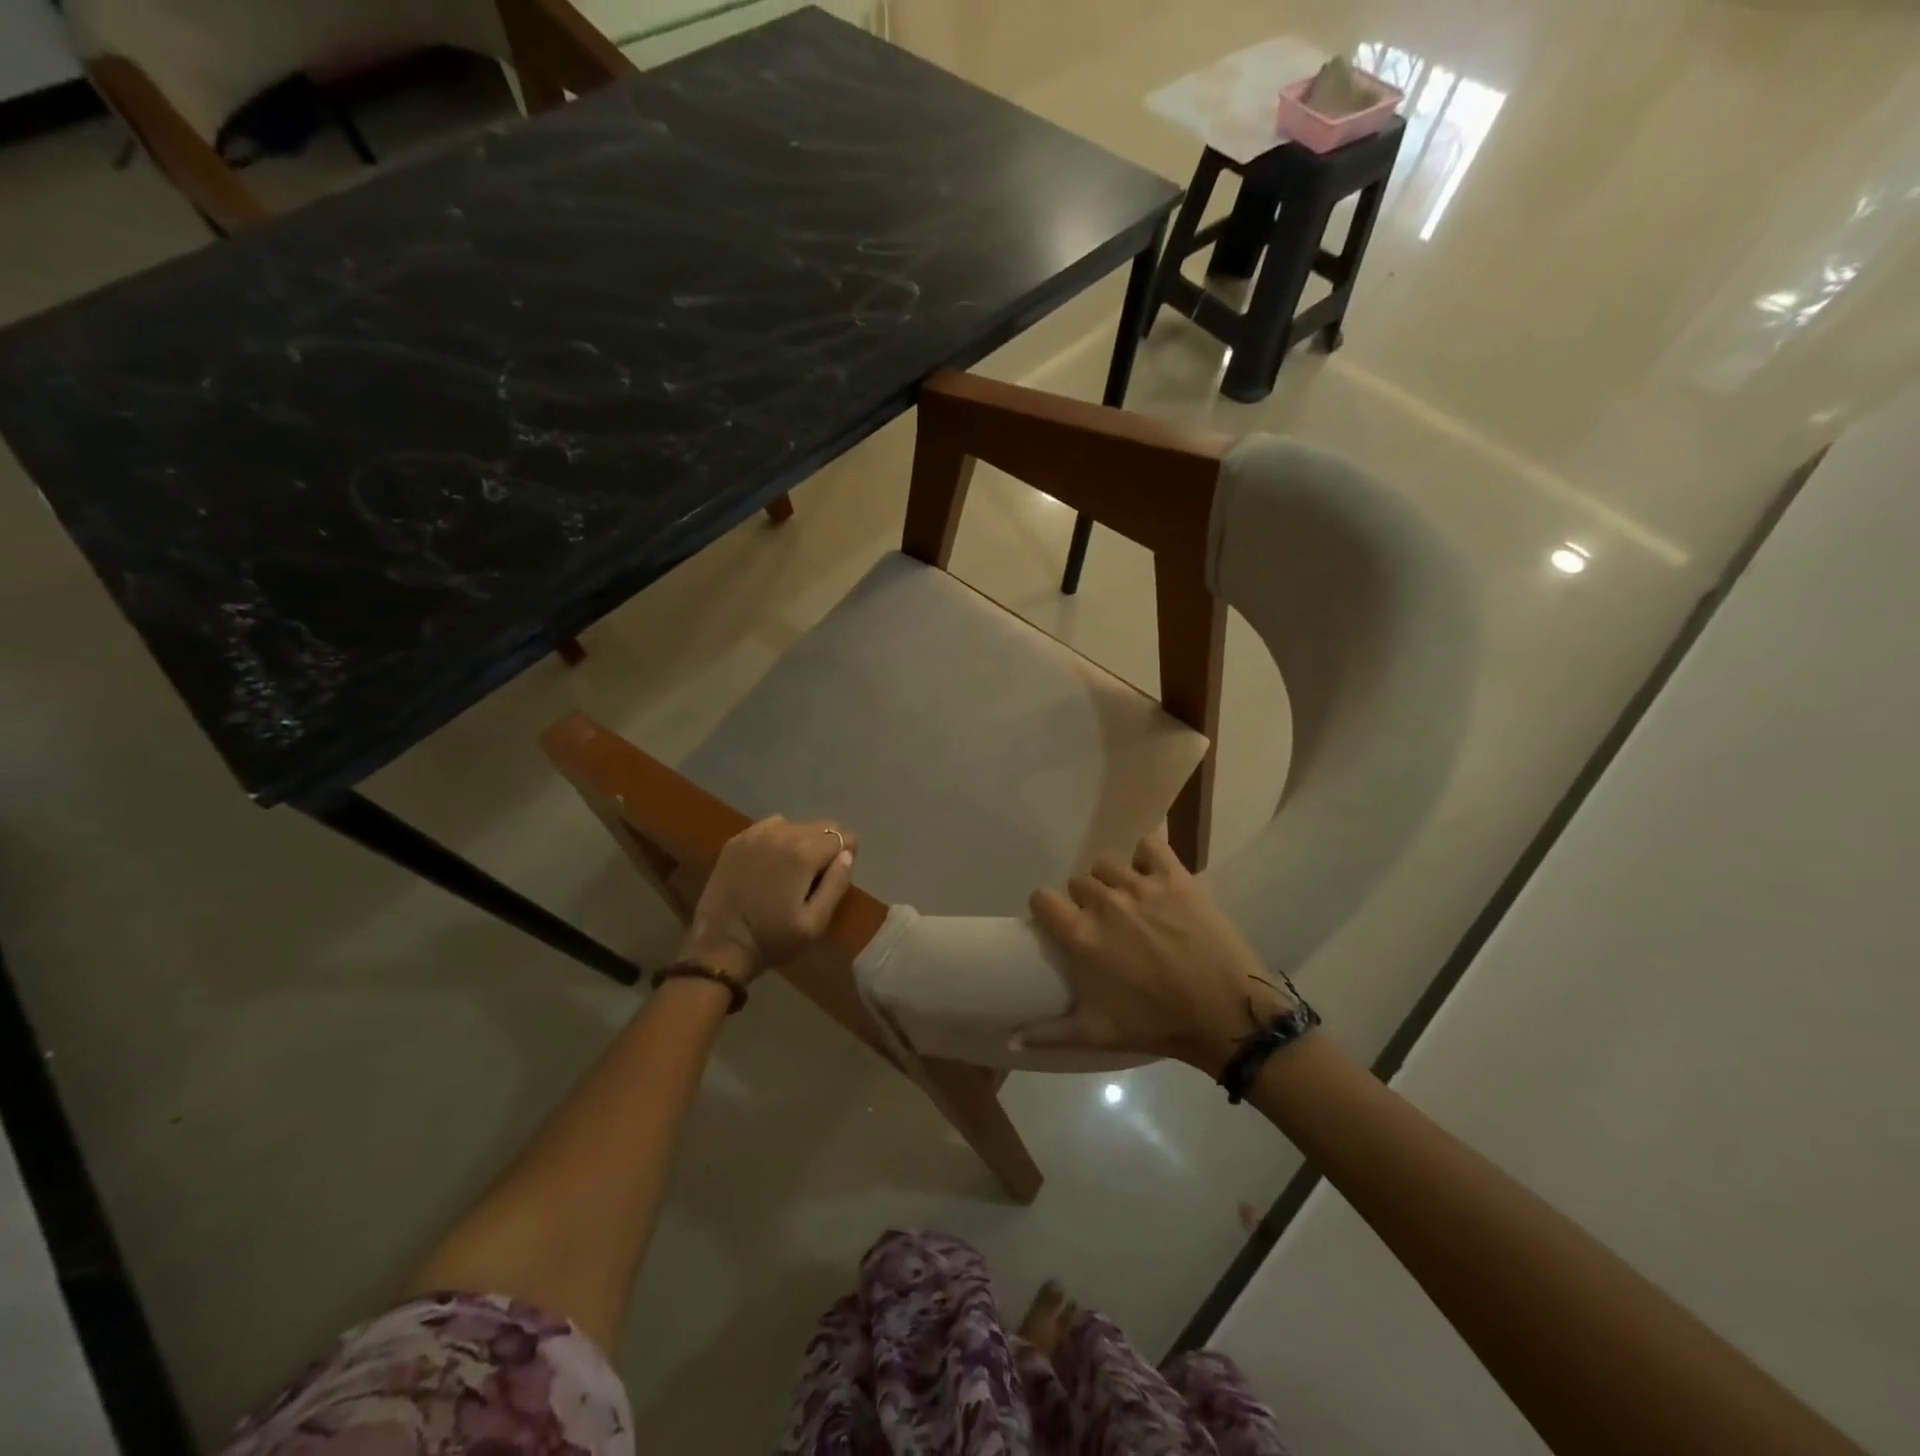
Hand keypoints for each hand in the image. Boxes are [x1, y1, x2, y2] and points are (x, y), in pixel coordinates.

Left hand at [681, 817, 857, 983]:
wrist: (720, 946)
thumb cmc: (772, 939)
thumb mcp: (815, 923)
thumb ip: (836, 885)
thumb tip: (846, 855)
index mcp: (804, 853)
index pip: (841, 835)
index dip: (847, 851)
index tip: (837, 872)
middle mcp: (782, 834)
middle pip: (820, 826)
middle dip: (825, 845)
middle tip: (817, 874)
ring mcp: (755, 835)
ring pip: (794, 825)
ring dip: (801, 841)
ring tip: (792, 868)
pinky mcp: (736, 841)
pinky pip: (769, 828)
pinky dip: (777, 839)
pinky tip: (770, 862)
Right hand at [1015, 836, 1297, 1073]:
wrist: (1226, 1014)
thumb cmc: (1158, 1024)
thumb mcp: (1098, 1033)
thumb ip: (1049, 1032)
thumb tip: (1007, 1042)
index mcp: (1081, 936)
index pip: (1042, 898)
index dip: (1047, 909)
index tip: (1059, 923)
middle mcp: (1104, 903)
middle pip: (1078, 882)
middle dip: (1085, 900)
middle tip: (1105, 924)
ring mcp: (1141, 886)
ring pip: (1108, 864)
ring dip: (1113, 881)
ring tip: (1130, 902)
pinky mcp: (1175, 877)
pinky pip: (1150, 845)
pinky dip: (1147, 855)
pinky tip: (1153, 874)